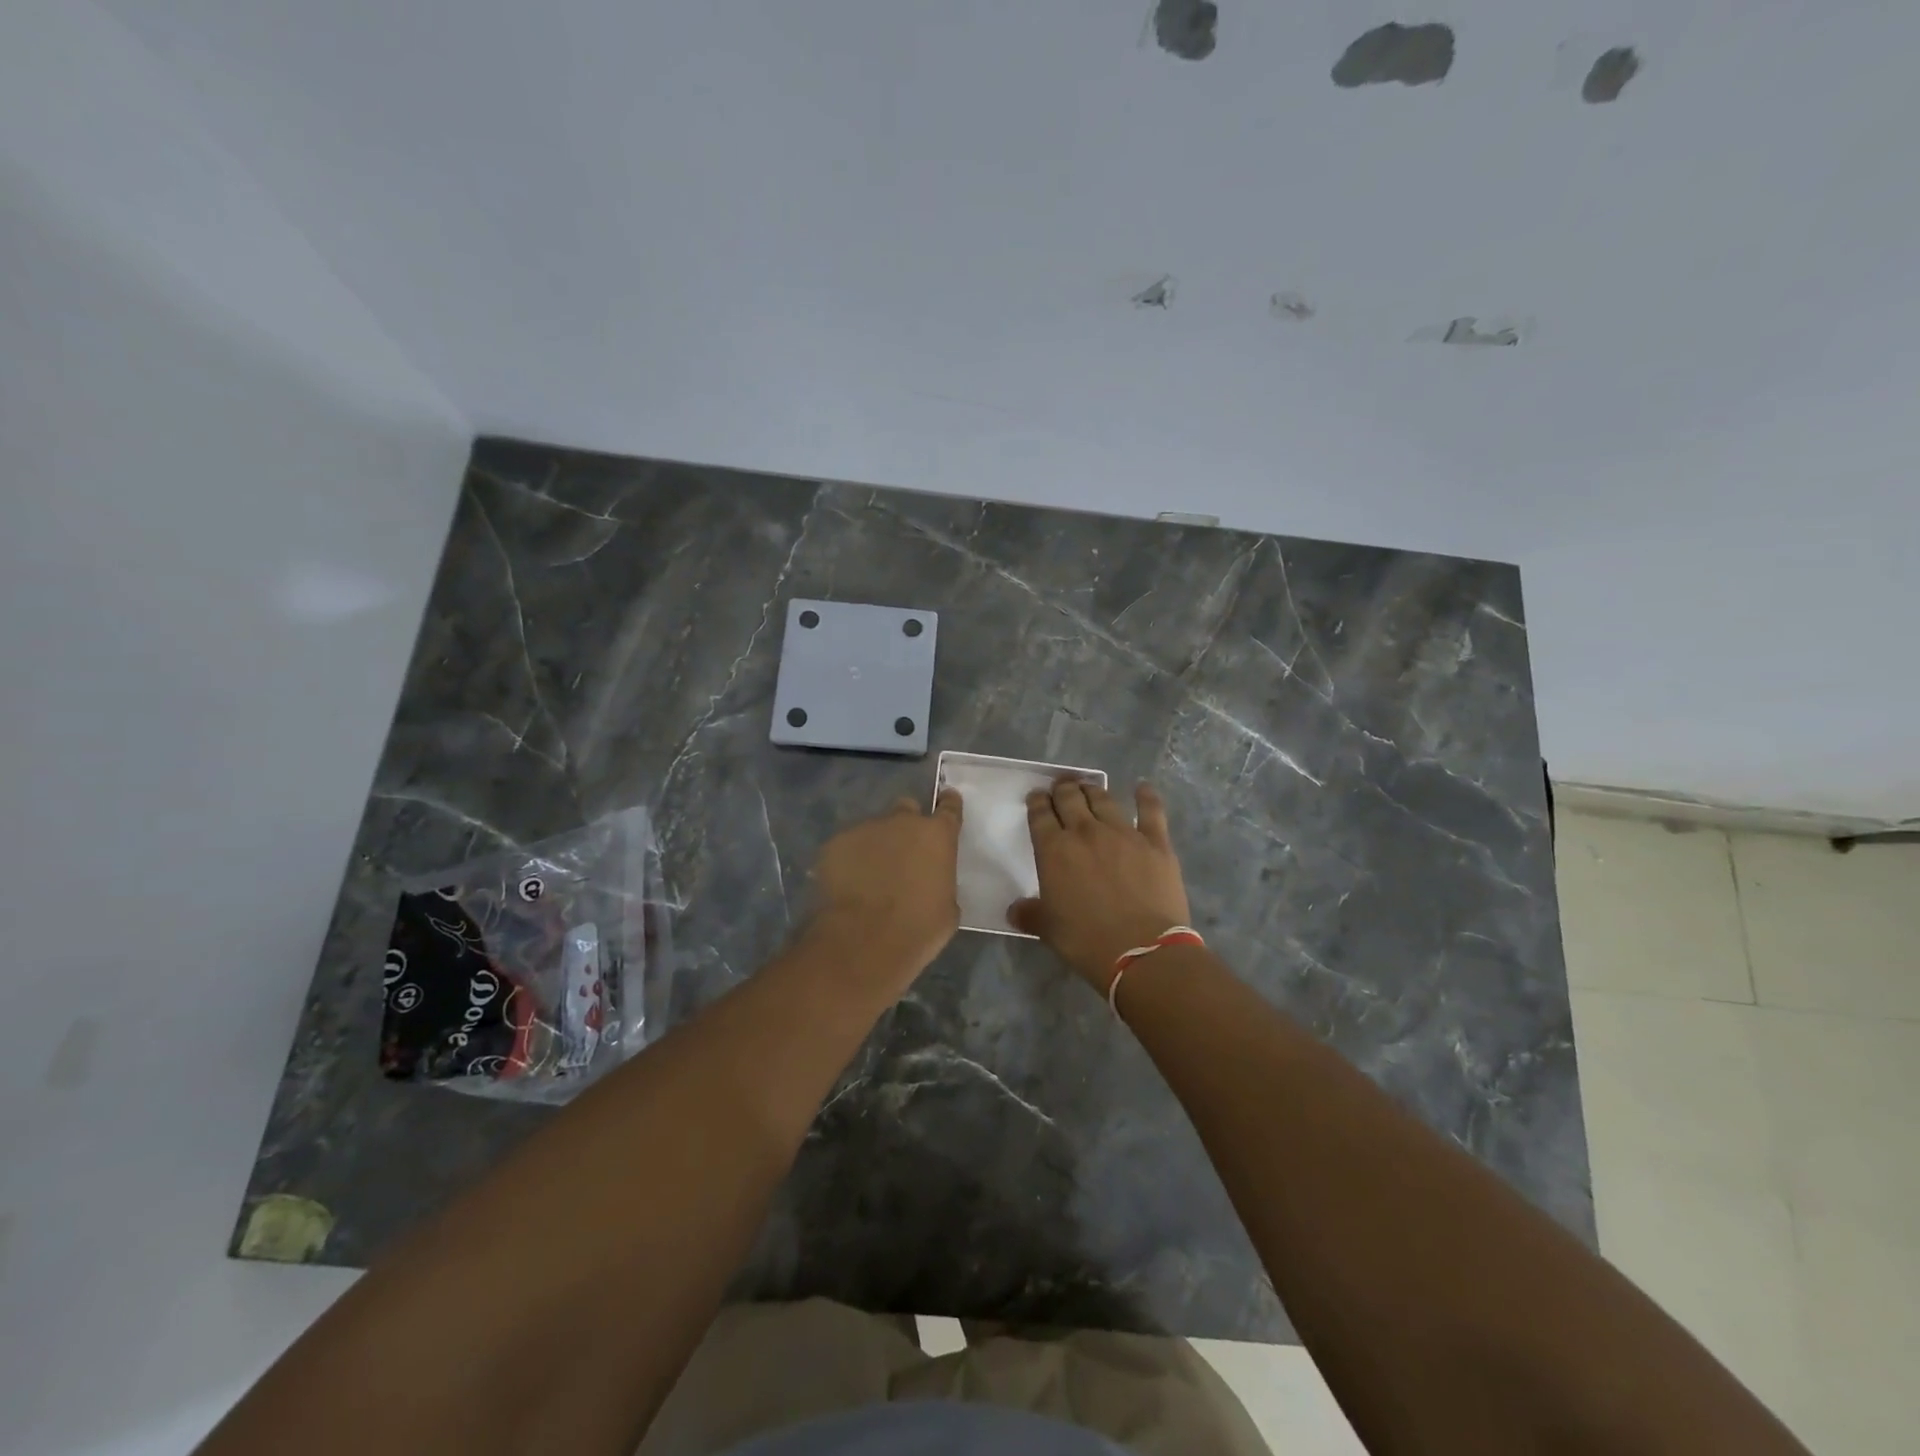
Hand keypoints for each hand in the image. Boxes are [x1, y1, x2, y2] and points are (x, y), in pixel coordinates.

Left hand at [807, 790, 963, 990]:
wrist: (865, 940)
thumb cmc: (918, 928)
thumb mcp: (947, 907)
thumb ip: (940, 880)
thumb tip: (930, 880)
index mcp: (937, 835)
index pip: (949, 807)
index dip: (948, 805)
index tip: (946, 802)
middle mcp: (902, 821)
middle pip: (907, 809)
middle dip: (906, 825)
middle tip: (903, 851)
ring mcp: (866, 829)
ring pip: (874, 829)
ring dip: (876, 845)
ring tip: (870, 876)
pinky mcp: (835, 843)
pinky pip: (847, 846)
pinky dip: (850, 860)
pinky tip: (848, 885)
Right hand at [1011, 781, 1190, 988]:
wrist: (1142, 952)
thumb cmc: (1087, 941)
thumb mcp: (1048, 930)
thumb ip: (1030, 914)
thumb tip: (1015, 910)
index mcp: (1054, 850)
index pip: (1040, 815)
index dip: (1036, 802)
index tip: (1036, 797)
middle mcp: (1085, 832)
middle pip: (1069, 798)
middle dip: (1062, 789)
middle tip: (1060, 786)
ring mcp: (1123, 833)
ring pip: (1103, 799)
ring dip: (1092, 790)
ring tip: (1088, 787)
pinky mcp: (1155, 842)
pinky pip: (1150, 811)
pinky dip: (1146, 796)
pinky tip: (1142, 787)